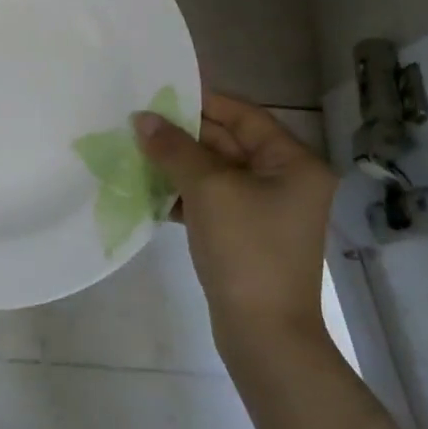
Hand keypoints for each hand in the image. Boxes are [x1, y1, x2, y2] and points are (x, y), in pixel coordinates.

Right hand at [134, 93, 337, 345]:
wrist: (263, 335)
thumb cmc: (246, 250)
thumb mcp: (208, 189)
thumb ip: (174, 148)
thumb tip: (142, 118)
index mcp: (292, 162)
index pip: (244, 115)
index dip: (202, 102)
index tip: (159, 94)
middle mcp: (285, 180)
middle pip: (228, 142)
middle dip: (183, 134)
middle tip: (138, 123)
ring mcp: (265, 209)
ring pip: (215, 171)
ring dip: (178, 163)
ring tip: (135, 151)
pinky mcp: (245, 233)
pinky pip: (211, 199)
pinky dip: (183, 192)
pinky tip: (148, 190)